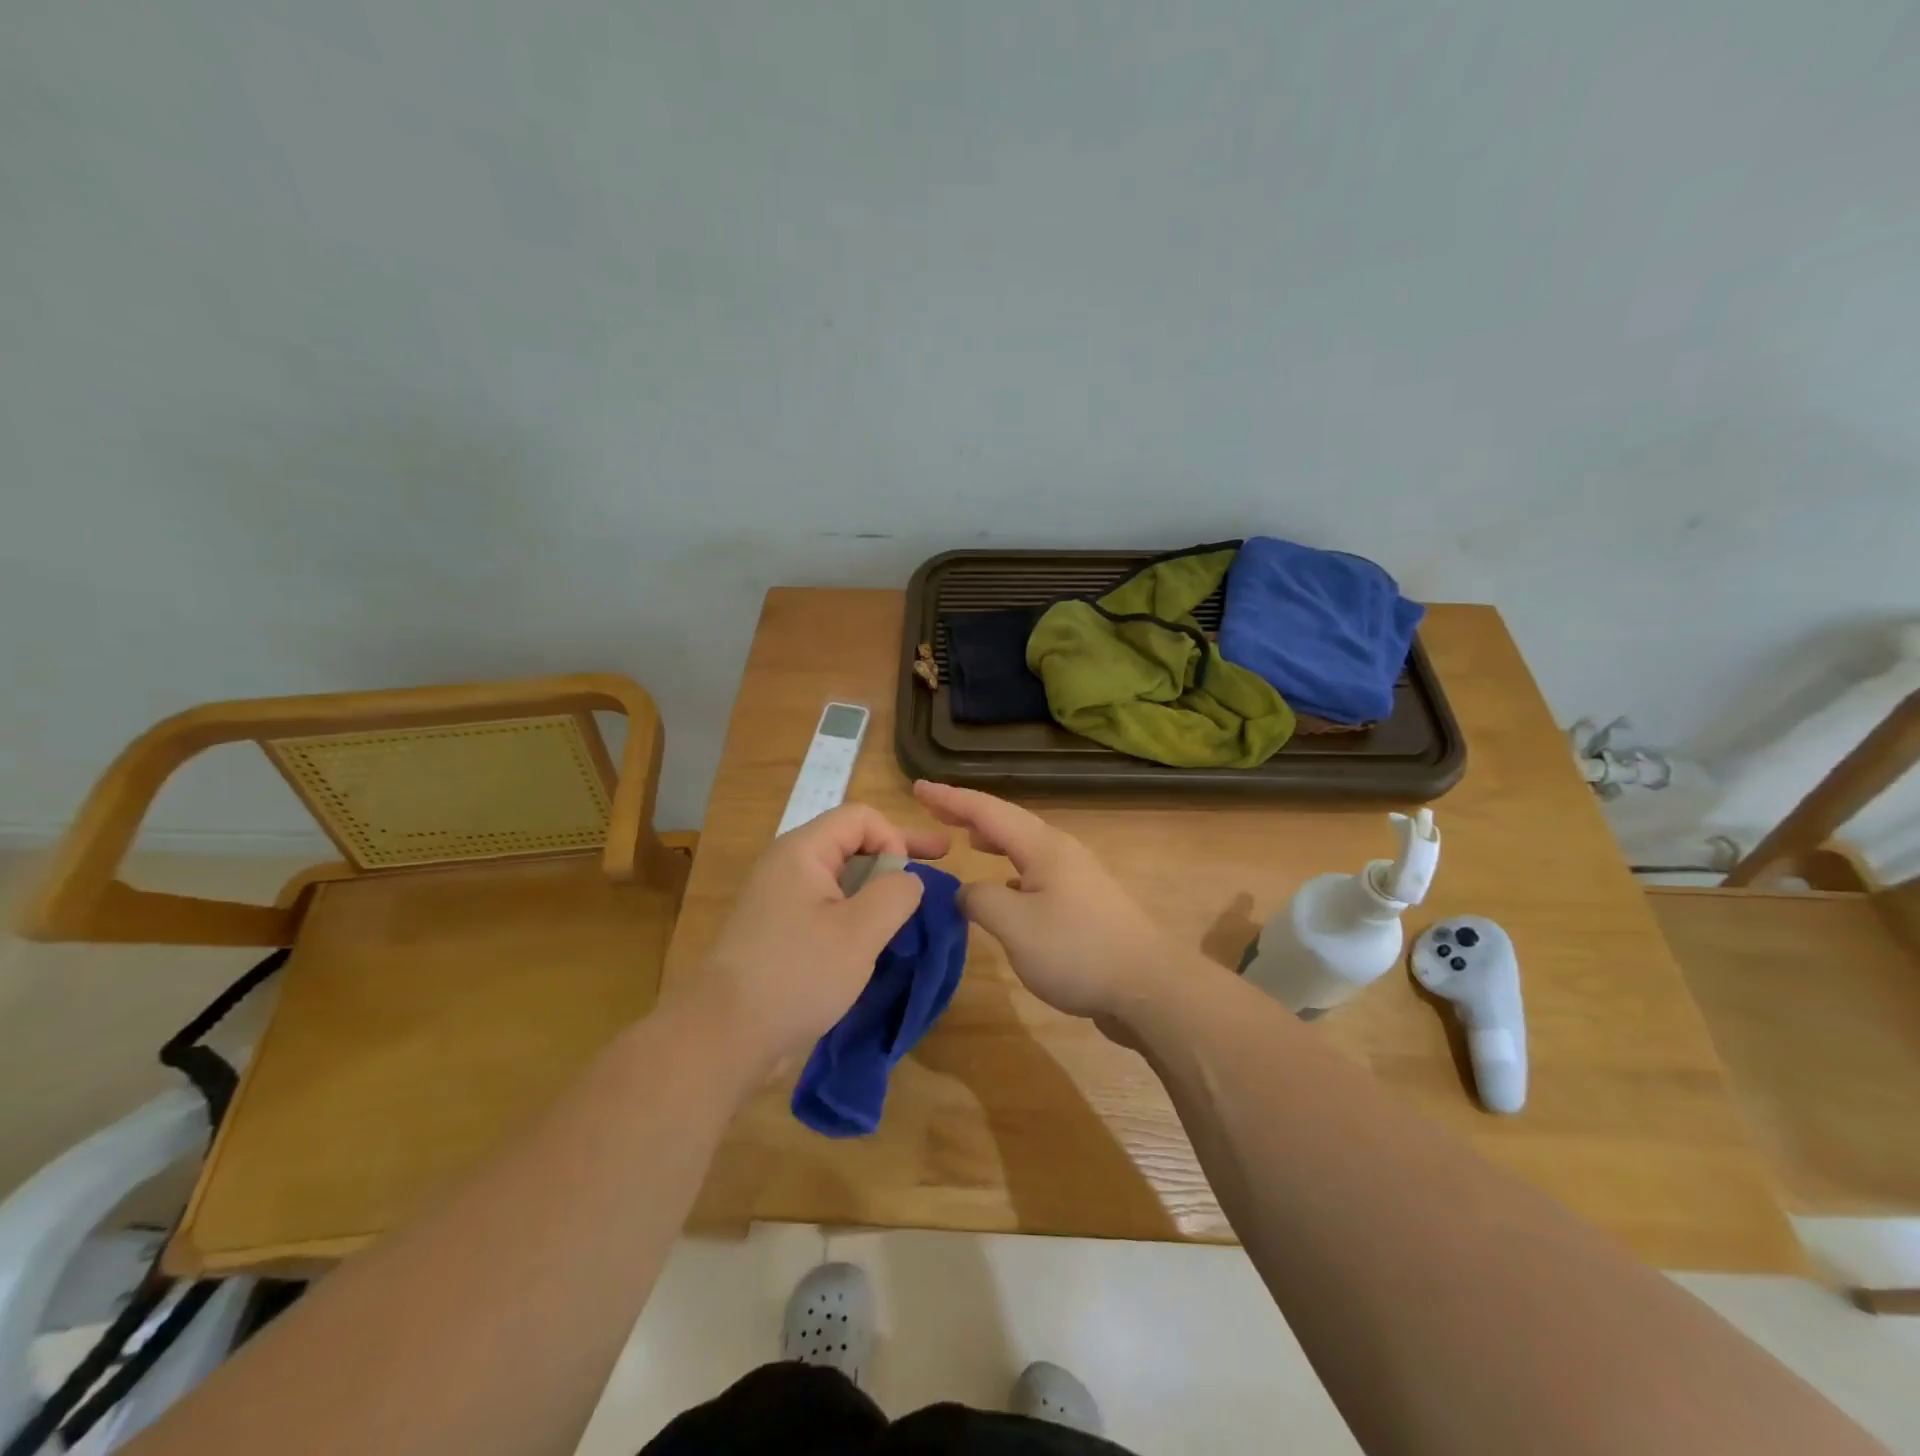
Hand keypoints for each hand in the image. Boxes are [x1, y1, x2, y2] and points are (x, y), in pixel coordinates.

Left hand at [677, 804, 950, 1080]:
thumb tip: (908, 880)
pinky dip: (856, 912)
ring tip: (911, 908)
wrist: (723, 1036)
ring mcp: (779, 899)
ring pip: (841, 878)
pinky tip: (876, 937)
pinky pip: (826, 906)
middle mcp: (787, 865)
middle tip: (942, 860)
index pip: (861, 817)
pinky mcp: (777, 931)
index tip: (907, 880)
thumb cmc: (797, 975)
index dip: (894, 837)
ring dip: (878, 887)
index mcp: (802, 851)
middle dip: (897, 854)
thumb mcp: (860, 932)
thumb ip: (896, 893)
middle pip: (851, 842)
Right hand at [913, 780, 1176, 1022]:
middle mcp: (1060, 852)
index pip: (987, 811)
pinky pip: (1034, 872)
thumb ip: (980, 900)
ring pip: (1023, 847)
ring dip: (992, 839)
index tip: (917, 787)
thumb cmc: (1077, 950)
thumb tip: (967, 891)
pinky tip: (1004, 887)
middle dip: (968, 814)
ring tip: (966, 839)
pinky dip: (1009, 869)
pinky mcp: (1083, 903)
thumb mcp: (1015, 925)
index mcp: (1043, 847)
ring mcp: (1076, 877)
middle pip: (1007, 822)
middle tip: (932, 807)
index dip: (950, 798)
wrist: (1148, 986)